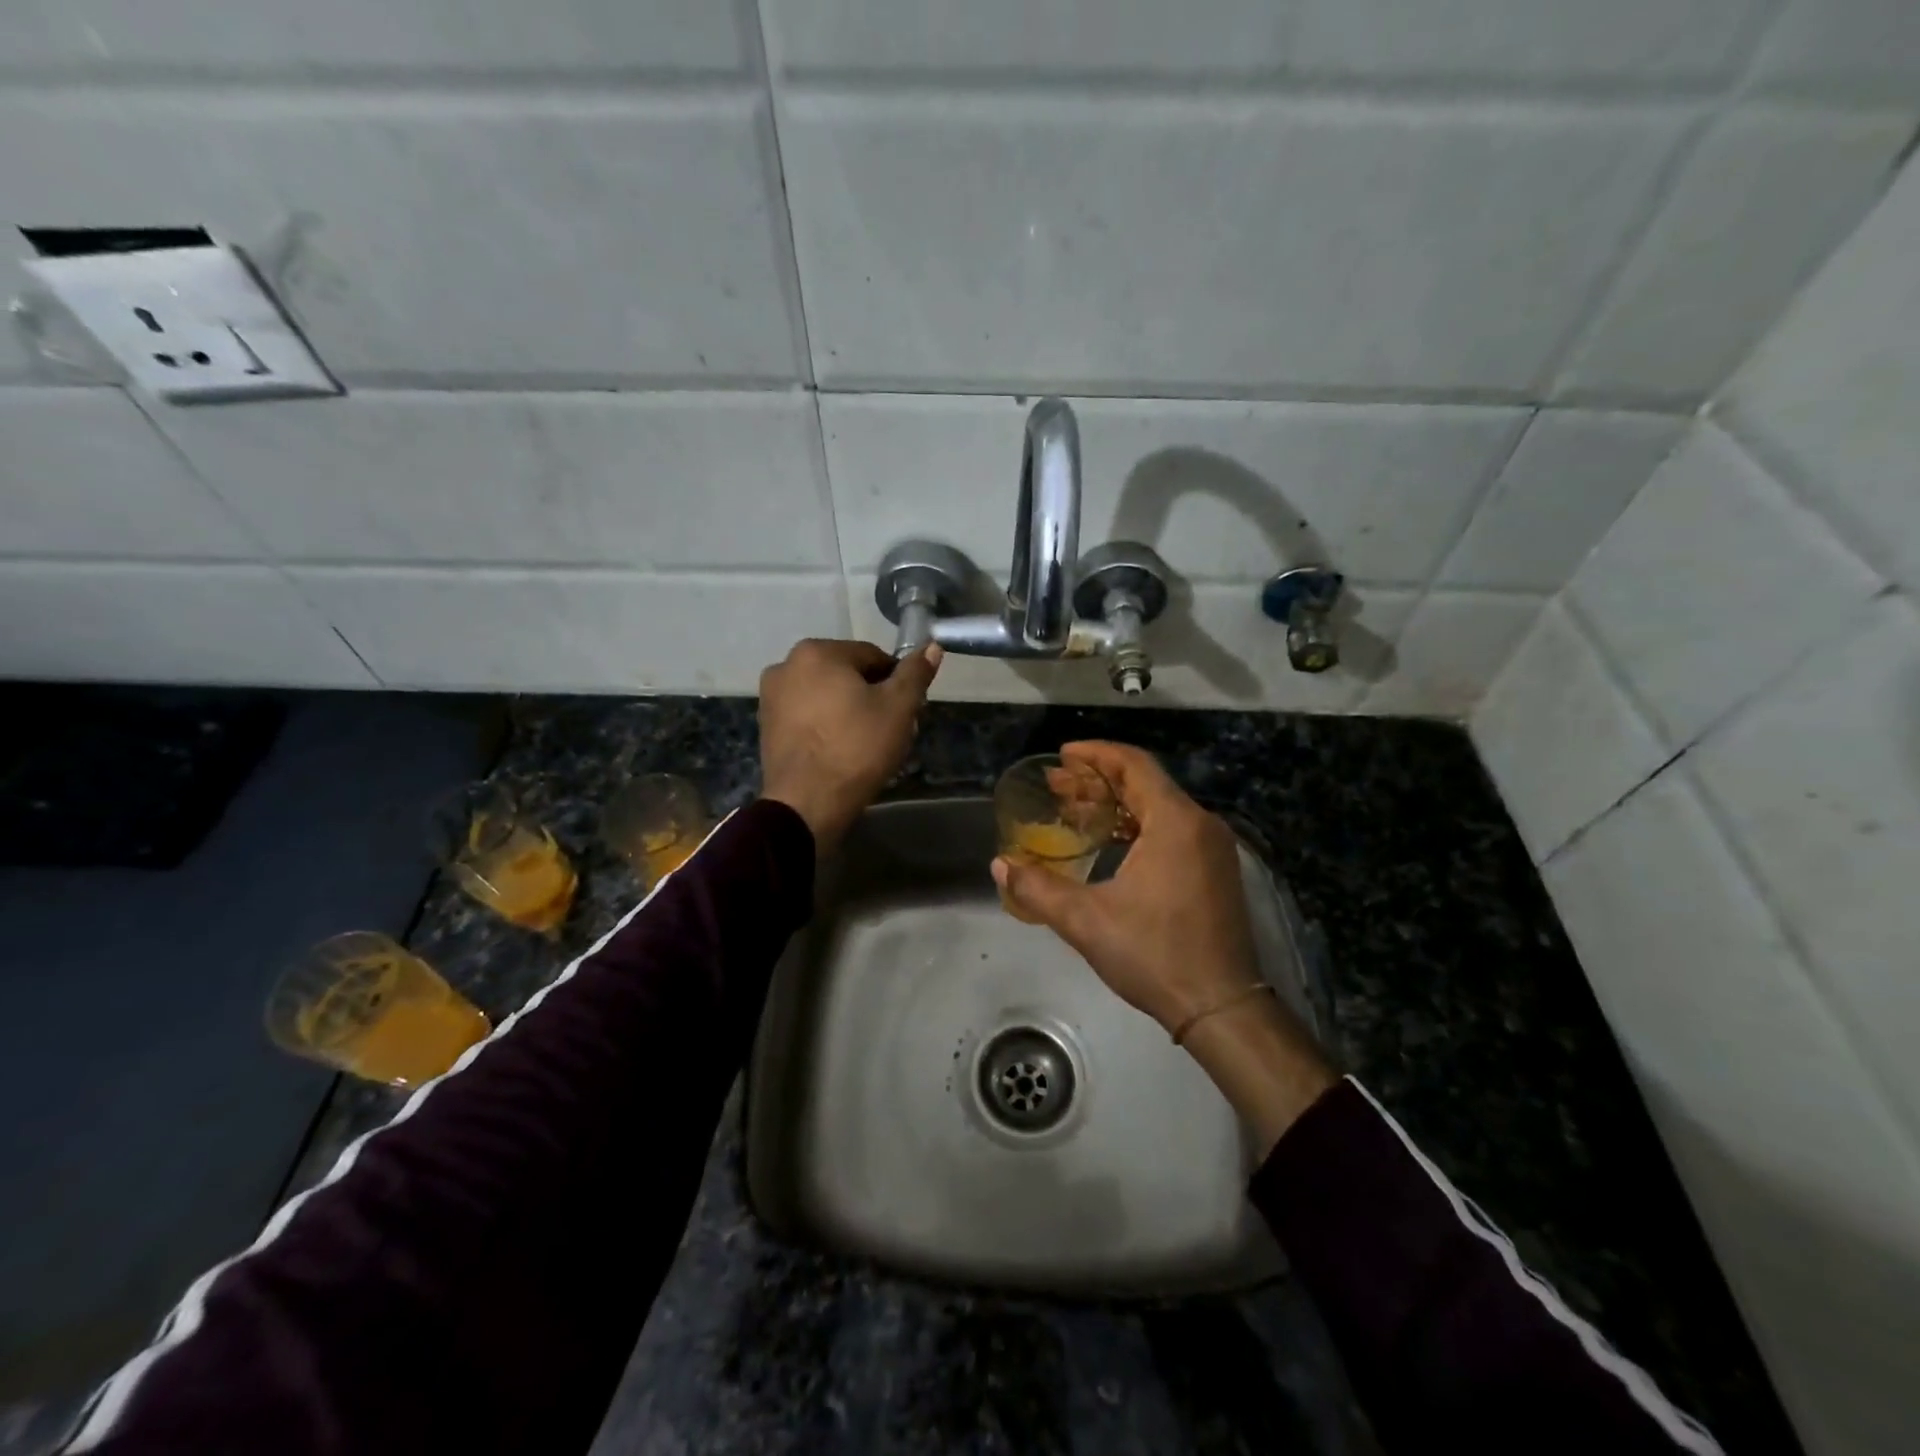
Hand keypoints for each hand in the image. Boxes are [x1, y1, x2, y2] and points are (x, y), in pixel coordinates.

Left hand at [758, 639, 941, 852]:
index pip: (873, 657)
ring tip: (866, 744)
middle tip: (890, 730)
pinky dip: (826, 726)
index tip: (907, 711)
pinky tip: (840, 751)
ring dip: (848, 711)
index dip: (897, 683)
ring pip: (826, 696)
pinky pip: (807, 716)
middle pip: (846, 675)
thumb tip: (932, 646)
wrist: (807, 803)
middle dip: (871, 697)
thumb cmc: (857, 748)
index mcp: (817, 651)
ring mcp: (770, 696)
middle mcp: (786, 665)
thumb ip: (915, 673)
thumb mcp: (898, 708)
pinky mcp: (766, 726)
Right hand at [992, 741, 1334, 1150]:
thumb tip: (999, 866)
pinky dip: (1137, 826)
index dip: (1095, 754)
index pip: (1133, 765)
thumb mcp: (1086, 921)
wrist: (1220, 1007)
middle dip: (1098, 780)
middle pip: (1145, 783)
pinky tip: (1109, 842)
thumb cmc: (1155, 954)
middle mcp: (1200, 825)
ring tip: (1074, 811)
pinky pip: (1172, 830)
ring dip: (1117, 804)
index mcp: (1175, 822)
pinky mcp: (1216, 871)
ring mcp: (1213, 849)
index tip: (1062, 756)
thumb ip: (1038, 889)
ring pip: (1159, 807)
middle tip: (1056, 786)